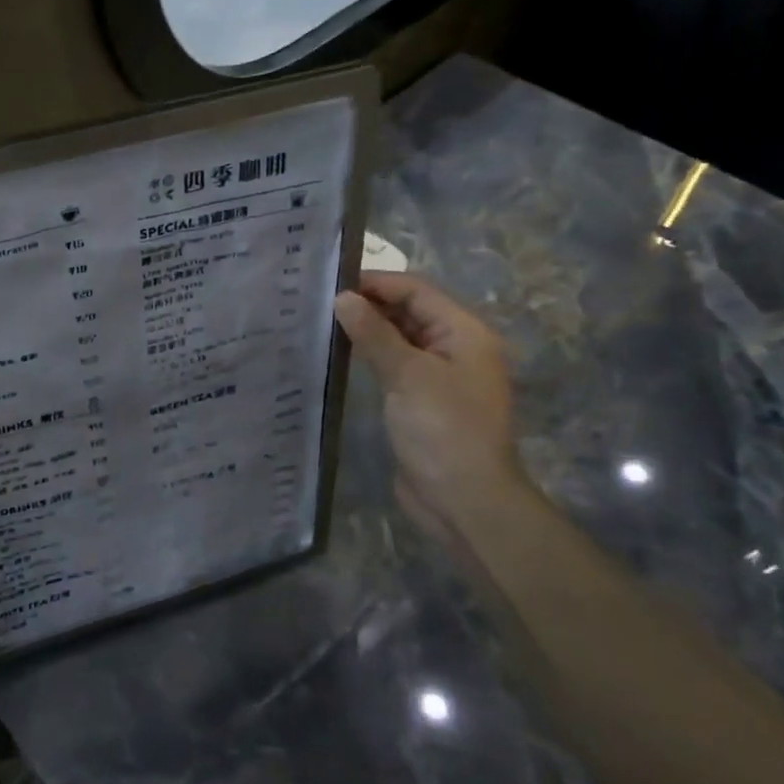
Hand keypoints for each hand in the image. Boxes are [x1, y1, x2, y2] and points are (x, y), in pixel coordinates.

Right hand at [333, 272, 532, 541]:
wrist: (464, 500)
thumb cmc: (443, 429)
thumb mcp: (408, 375)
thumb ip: (374, 333)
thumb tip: (342, 298)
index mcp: (465, 333)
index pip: (417, 291)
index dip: (376, 283)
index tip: (330, 282)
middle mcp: (455, 347)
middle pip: (409, 311)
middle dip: (369, 304)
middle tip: (318, 301)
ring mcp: (438, 376)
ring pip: (399, 338)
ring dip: (367, 330)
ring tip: (321, 322)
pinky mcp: (421, 400)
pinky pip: (394, 365)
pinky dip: (370, 356)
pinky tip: (339, 354)